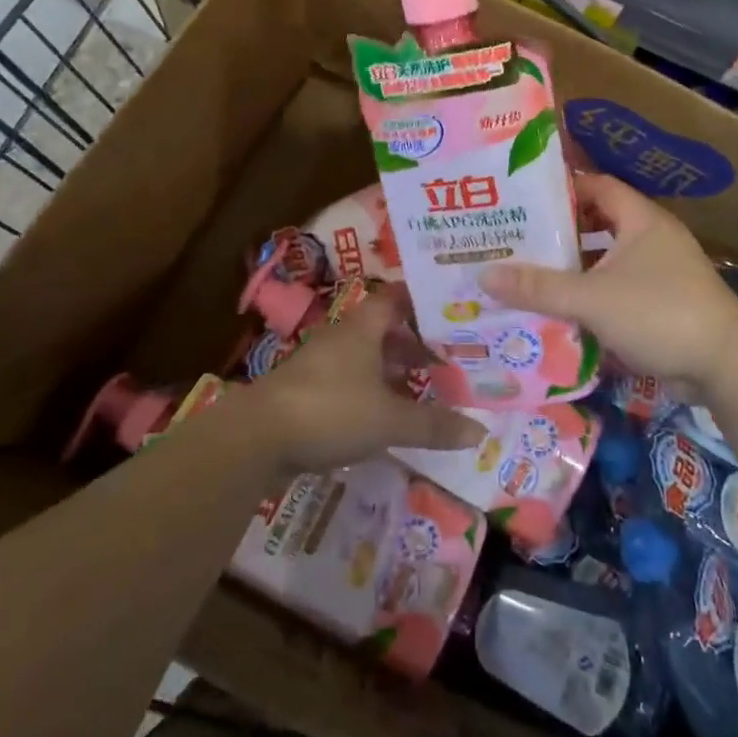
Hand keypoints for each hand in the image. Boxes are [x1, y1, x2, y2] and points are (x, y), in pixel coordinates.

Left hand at [245, 291, 482, 474]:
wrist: (256, 437)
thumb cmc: (331, 410)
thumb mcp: (390, 420)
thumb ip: (433, 425)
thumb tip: (481, 432)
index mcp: (362, 328)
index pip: (396, 299)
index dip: (421, 302)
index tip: (450, 310)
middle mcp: (341, 337)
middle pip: (382, 329)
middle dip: (413, 341)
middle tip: (447, 356)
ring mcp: (320, 364)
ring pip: (365, 357)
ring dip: (391, 369)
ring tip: (423, 386)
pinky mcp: (307, 392)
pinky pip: (349, 382)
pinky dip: (371, 391)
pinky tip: (386, 414)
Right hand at [480, 173, 737, 398]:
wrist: (726, 366)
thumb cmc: (660, 313)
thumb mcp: (592, 298)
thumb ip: (539, 287)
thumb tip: (484, 274)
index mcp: (641, 220)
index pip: (596, 186)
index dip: (561, 187)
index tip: (522, 195)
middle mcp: (652, 239)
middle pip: (598, 225)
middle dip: (559, 232)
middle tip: (514, 237)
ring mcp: (660, 274)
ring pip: (606, 262)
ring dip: (573, 269)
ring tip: (527, 273)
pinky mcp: (662, 306)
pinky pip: (617, 292)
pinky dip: (591, 298)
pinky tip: (558, 311)